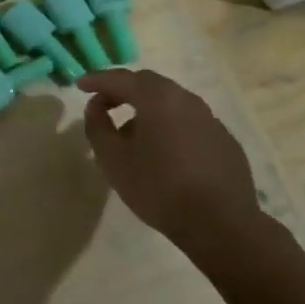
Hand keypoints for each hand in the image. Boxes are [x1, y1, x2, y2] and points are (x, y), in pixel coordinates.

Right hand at [80, 69, 264, 259]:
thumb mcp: (113, 159)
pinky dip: (170, 126)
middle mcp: (185, 99)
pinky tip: (165, 152)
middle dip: (123, 90)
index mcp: (157, 98)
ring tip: (132, 133)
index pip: (120, 78)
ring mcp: (210, 119)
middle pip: (148, 84)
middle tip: (104, 105)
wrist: (221, 225)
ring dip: (147, 109)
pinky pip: (189, 122)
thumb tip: (95, 107)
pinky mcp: (224, 140)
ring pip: (171, 102)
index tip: (79, 86)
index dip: (96, 80)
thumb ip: (98, 126)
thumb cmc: (159, 188)